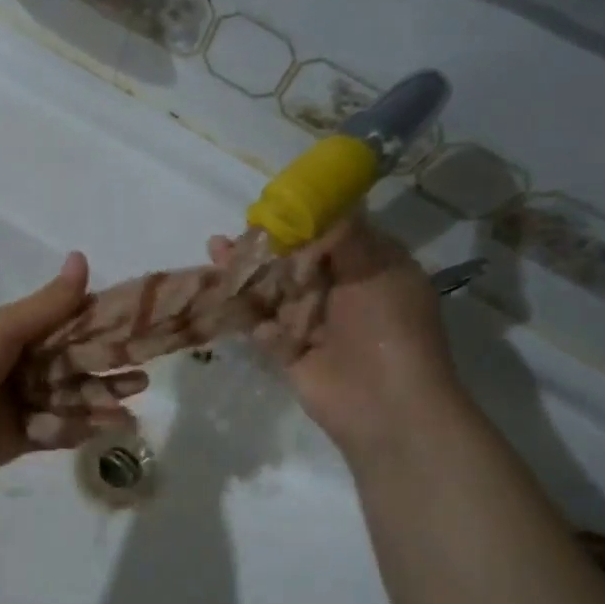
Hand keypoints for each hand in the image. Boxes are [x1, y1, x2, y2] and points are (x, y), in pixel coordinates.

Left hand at [0, 252, 146, 484]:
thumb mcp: (2, 328)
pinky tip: (108, 428)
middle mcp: (20, 366)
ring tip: (131, 408)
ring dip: (100, 401)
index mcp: (14, 334)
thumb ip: (48, 303)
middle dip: (107, 370)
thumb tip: (82, 257)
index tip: (137, 328)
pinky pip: (57, 431)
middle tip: (142, 375)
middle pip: (73, 366)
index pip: (66, 326)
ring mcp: (21, 404)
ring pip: (70, 400)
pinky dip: (81, 429)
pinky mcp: (21, 438)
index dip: (100, 328)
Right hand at [209, 215, 460, 457]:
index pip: (331, 234)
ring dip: (247, 276)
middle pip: (295, 262)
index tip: (270, 207)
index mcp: (369, 268)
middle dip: (264, 248)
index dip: (301, 219)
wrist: (386, 407)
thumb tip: (321, 197)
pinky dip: (245, 314)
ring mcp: (314, 324)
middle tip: (231, 234)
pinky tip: (221, 296)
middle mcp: (342, 292)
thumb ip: (343, 234)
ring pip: (274, 292)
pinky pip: (263, 327)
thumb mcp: (375, 270)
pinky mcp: (290, 352)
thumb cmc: (389, 329)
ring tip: (215, 254)